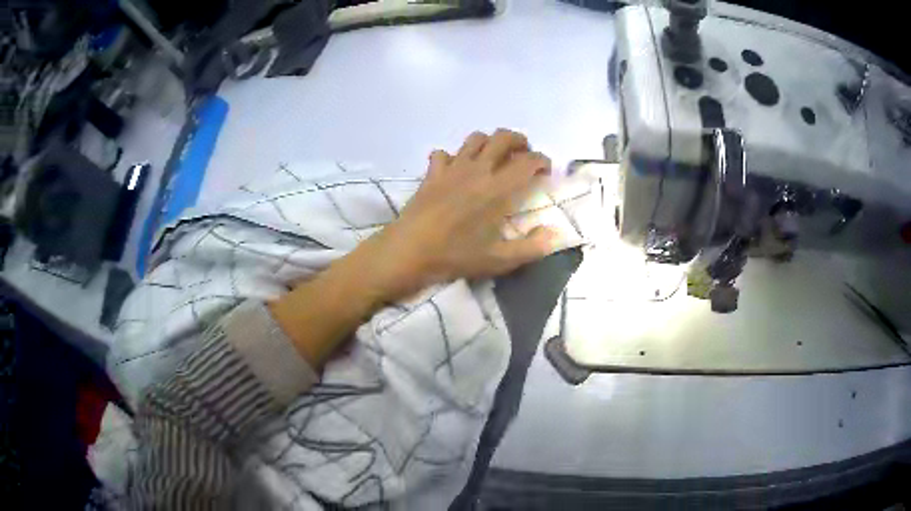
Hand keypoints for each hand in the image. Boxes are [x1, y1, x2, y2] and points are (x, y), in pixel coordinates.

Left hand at [361, 129, 559, 301]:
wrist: (409, 251)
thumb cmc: (456, 256)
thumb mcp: (500, 260)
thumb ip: (533, 247)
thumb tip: (557, 234)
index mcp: (499, 189)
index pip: (528, 161)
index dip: (542, 161)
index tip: (546, 171)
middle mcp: (478, 170)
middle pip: (503, 138)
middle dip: (519, 141)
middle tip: (524, 155)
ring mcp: (453, 168)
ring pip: (475, 138)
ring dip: (489, 142)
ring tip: (494, 157)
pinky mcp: (432, 173)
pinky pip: (444, 153)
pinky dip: (453, 157)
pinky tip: (456, 170)